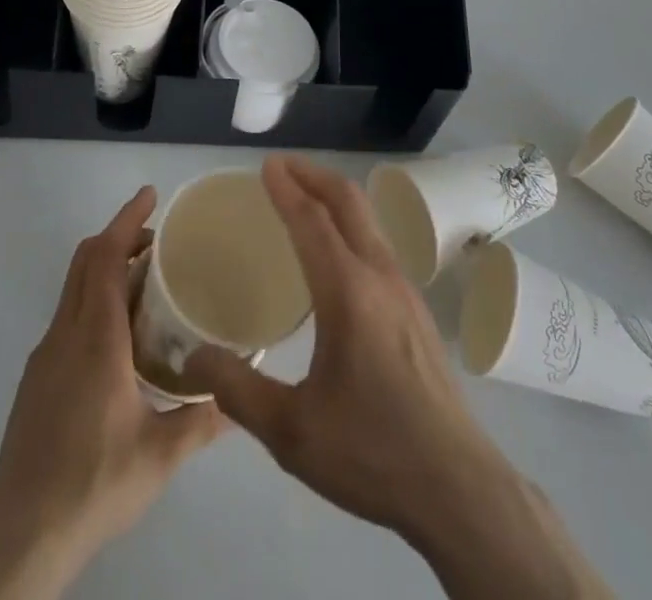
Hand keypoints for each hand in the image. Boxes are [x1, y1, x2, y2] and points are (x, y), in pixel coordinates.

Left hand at [0, 188, 224, 599]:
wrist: (18, 540)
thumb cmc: (93, 485)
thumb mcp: (160, 456)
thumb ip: (203, 420)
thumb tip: (241, 400)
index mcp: (95, 338)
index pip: (106, 256)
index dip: (127, 218)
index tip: (150, 194)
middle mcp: (65, 335)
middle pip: (86, 260)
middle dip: (120, 236)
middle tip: (159, 239)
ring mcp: (45, 356)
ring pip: (74, 288)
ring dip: (107, 268)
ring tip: (148, 284)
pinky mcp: (36, 379)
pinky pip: (68, 316)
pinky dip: (95, 299)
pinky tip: (121, 338)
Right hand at [184, 156, 503, 539]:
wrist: (457, 486)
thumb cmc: (372, 453)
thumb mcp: (292, 432)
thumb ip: (237, 391)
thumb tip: (193, 358)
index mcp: (348, 292)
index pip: (312, 222)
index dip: (286, 189)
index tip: (265, 165)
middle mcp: (380, 275)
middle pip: (348, 201)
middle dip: (314, 175)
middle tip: (281, 167)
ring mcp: (405, 288)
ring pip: (368, 219)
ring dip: (335, 196)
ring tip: (305, 198)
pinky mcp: (417, 307)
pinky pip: (378, 242)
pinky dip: (351, 222)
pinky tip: (336, 251)